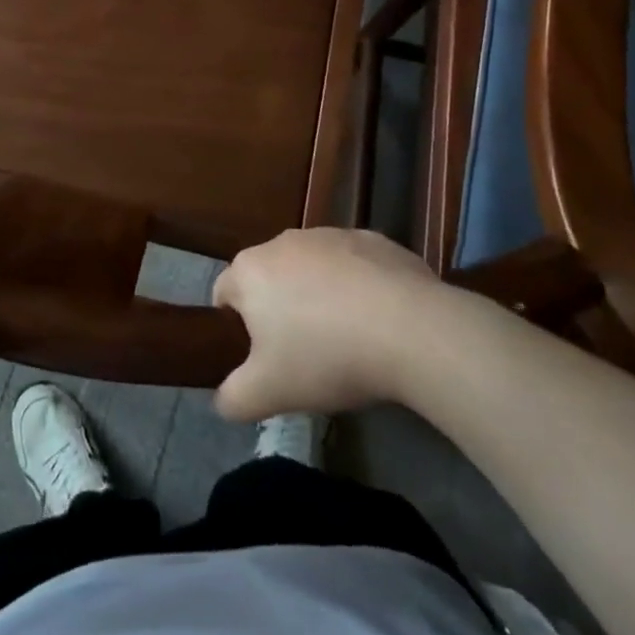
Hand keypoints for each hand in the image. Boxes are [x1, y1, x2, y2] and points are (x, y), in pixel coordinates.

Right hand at [212, 226, 442, 420]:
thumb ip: (232, 398)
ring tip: (346, 338)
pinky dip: (358, 286)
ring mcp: (330, 235)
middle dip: (279, 309)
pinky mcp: (373, 239)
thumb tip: (223, 399)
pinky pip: (354, 265)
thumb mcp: (268, 393)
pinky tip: (379, 320)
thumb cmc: (326, 357)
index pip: (224, 292)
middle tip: (303, 353)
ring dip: (319, 295)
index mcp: (250, 270)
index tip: (260, 357)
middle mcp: (283, 242)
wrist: (410, 330)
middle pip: (270, 277)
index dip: (235, 326)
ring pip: (312, 268)